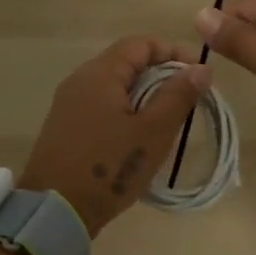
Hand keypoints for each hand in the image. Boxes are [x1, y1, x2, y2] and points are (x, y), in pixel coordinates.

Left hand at [19, 37, 212, 236]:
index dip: (173, 53)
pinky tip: (139, 139)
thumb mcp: (152, 132)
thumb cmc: (109, 167)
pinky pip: (101, 107)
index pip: (140, 44)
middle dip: (161, 77)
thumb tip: (201, 68)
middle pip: (127, 63)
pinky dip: (125, 113)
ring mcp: (69, 104)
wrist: (54, 211)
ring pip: (115, 87)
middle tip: (187, 102)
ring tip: (168, 122)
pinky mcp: (65, 127)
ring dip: (145, 97)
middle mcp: (80, 80)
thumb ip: (177, 96)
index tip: (198, 76)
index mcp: (100, 74)